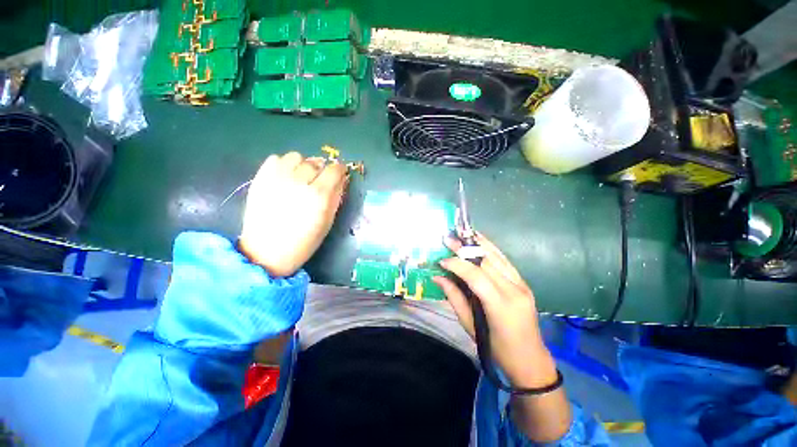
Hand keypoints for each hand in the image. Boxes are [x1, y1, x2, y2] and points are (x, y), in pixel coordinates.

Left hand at [239, 152, 347, 276]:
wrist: (267, 251)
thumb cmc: (304, 241)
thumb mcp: (328, 221)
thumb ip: (336, 197)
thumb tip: (341, 180)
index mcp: (319, 195)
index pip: (334, 170)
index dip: (339, 169)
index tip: (339, 173)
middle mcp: (299, 182)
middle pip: (316, 162)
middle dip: (321, 170)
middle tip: (318, 182)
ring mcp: (277, 178)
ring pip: (296, 156)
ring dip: (302, 165)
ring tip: (300, 177)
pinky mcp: (260, 179)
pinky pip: (275, 159)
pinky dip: (283, 165)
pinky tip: (284, 177)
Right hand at [433, 233, 556, 388]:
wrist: (530, 359)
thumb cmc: (497, 349)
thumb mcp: (470, 326)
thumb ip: (453, 297)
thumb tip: (437, 277)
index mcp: (500, 306)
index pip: (476, 276)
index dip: (457, 265)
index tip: (441, 260)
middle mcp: (514, 290)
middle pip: (486, 262)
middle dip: (465, 248)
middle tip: (448, 238)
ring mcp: (522, 284)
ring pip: (497, 256)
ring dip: (478, 243)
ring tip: (462, 232)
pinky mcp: (524, 282)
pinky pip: (504, 261)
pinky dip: (490, 248)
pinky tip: (480, 240)